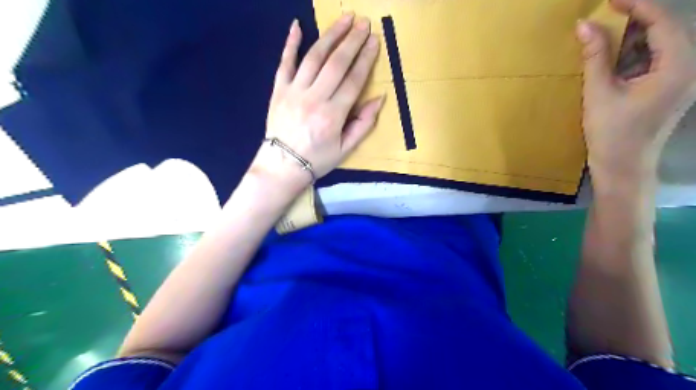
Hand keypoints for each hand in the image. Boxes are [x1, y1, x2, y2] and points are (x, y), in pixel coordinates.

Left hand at [251, 14, 382, 191]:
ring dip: (330, 35)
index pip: (353, 80)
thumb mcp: (345, 149)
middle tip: (363, 23)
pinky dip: (290, 43)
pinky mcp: (278, 90)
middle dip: (352, 40)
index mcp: (333, 115)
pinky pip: (284, 62)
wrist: (282, 165)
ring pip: (314, 57)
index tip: (374, 41)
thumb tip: (380, 98)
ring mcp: (294, 92)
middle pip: (336, 63)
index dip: (365, 59)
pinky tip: (297, 25)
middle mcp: (314, 99)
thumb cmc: (317, 159)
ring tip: (344, 20)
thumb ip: (363, 124)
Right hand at [577, 1, 695, 184]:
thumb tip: (584, 25)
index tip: (609, 0)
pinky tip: (610, 61)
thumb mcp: (599, 93)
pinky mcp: (666, 89)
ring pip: (657, 46)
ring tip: (601, 38)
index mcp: (678, 65)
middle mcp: (688, 67)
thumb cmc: (612, 133)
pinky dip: (631, 57)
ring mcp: (679, 79)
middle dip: (633, 22)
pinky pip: (652, 62)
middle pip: (663, 31)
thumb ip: (595, 56)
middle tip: (602, 18)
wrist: (623, 167)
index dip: (637, 5)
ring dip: (630, 40)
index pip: (662, 21)